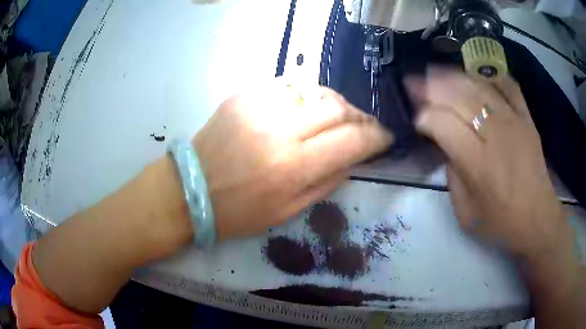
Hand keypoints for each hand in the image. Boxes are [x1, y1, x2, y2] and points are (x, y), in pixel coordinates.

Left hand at [193, 80, 392, 240]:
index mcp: (293, 167)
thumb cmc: (237, 212)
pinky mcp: (243, 94)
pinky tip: (304, 110)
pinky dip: (305, 97)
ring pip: (316, 90)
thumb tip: (353, 157)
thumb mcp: (288, 211)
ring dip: (335, 104)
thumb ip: (327, 182)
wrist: (190, 189)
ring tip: (337, 118)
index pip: (352, 140)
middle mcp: (279, 129)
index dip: (376, 137)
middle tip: (363, 127)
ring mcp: (259, 105)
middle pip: (338, 108)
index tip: (385, 137)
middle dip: (359, 117)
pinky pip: (288, 86)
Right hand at [406, 67, 570, 258]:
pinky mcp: (527, 117)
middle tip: (415, 82)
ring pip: (478, 85)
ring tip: (436, 72)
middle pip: (458, 96)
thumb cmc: (501, 221)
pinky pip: (506, 84)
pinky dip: (488, 75)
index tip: (417, 120)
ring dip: (453, 76)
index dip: (424, 117)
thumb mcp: (465, 211)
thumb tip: (447, 145)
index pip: (442, 123)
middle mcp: (496, 135)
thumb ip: (452, 175)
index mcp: (478, 164)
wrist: (537, 218)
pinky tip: (474, 74)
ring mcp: (514, 121)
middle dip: (431, 86)